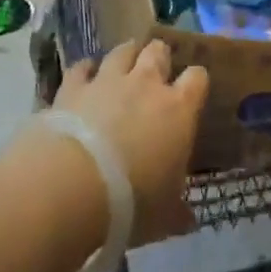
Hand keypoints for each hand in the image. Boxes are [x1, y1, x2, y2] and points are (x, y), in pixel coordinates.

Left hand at [56, 40, 208, 244]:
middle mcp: (145, 84)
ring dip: (125, 55)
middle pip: (158, 51)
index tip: (193, 91)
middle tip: (156, 71)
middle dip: (159, 57)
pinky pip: (81, 67)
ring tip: (124, 63)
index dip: (195, 81)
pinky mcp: (72, 86)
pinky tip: (84, 76)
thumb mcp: (164, 216)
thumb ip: (178, 212)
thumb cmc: (132, 202)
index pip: (197, 78)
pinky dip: (85, 70)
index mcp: (178, 109)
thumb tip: (189, 220)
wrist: (73, 185)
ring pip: (122, 51)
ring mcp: (108, 80)